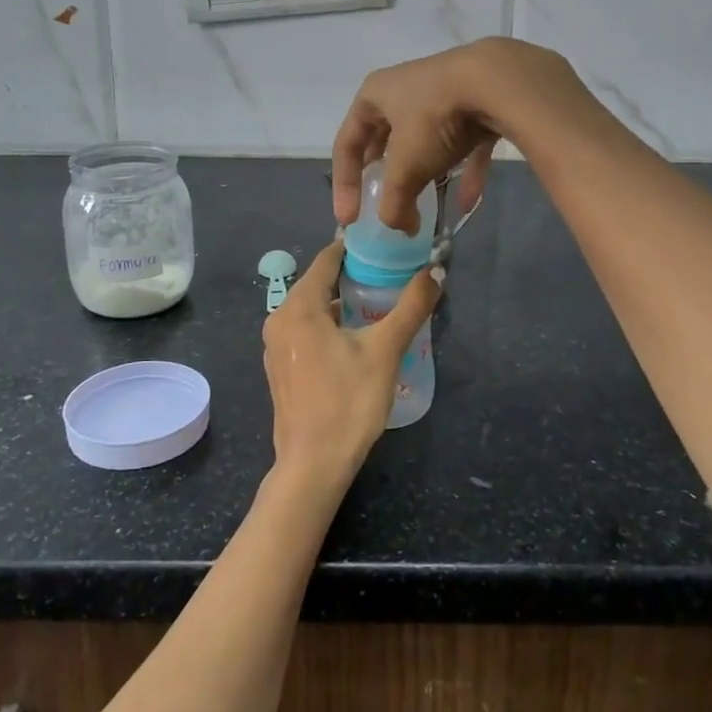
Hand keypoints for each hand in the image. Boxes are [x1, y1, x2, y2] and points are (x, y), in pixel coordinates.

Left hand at [261, 240, 440, 491]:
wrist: (313, 465)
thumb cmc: (348, 402)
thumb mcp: (385, 350)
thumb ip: (411, 307)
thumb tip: (436, 271)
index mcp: (298, 307)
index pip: (326, 260)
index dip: (355, 249)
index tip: (384, 245)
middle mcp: (279, 320)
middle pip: (318, 284)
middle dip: (353, 278)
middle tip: (390, 276)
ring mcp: (276, 347)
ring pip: (312, 311)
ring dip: (342, 305)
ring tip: (379, 307)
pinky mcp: (281, 370)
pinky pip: (306, 333)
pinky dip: (329, 327)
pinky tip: (356, 340)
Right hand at [331, 38, 591, 234]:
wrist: (497, 82)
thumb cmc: (434, 119)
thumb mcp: (406, 167)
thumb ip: (395, 203)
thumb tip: (401, 228)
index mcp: (374, 95)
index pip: (346, 144)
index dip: (344, 185)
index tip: (350, 220)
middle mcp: (404, 89)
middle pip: (385, 140)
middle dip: (385, 177)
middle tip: (384, 204)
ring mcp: (443, 94)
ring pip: (425, 141)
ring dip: (424, 175)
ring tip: (423, 206)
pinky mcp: (478, 102)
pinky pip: (465, 144)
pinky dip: (463, 174)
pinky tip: (467, 204)